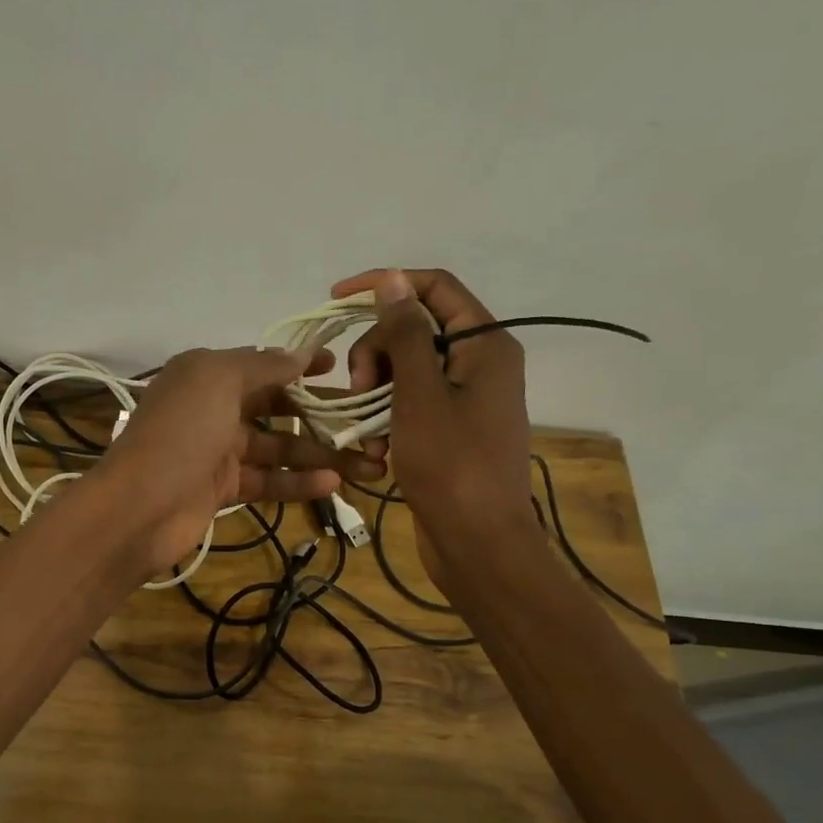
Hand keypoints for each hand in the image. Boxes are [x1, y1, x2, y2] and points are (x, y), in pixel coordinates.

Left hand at [101, 346, 381, 574]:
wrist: (139, 507)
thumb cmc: (181, 432)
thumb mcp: (219, 380)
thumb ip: (263, 366)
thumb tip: (300, 355)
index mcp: (205, 374)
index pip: (261, 364)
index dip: (299, 365)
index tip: (339, 367)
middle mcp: (212, 408)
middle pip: (274, 407)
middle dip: (318, 414)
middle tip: (364, 424)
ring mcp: (217, 451)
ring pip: (278, 448)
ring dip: (320, 455)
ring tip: (368, 464)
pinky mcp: (223, 489)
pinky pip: (268, 480)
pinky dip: (298, 482)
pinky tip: (333, 484)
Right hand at [332, 268, 538, 589]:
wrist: (478, 542)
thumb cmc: (451, 465)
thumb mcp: (419, 395)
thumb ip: (404, 334)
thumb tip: (393, 279)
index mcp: (485, 345)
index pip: (434, 288)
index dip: (386, 285)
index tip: (337, 299)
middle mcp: (481, 364)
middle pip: (416, 330)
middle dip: (376, 352)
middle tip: (359, 390)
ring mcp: (467, 399)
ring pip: (408, 370)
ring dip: (377, 392)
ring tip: (368, 431)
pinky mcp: (452, 430)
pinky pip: (412, 405)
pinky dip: (389, 420)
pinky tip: (378, 450)